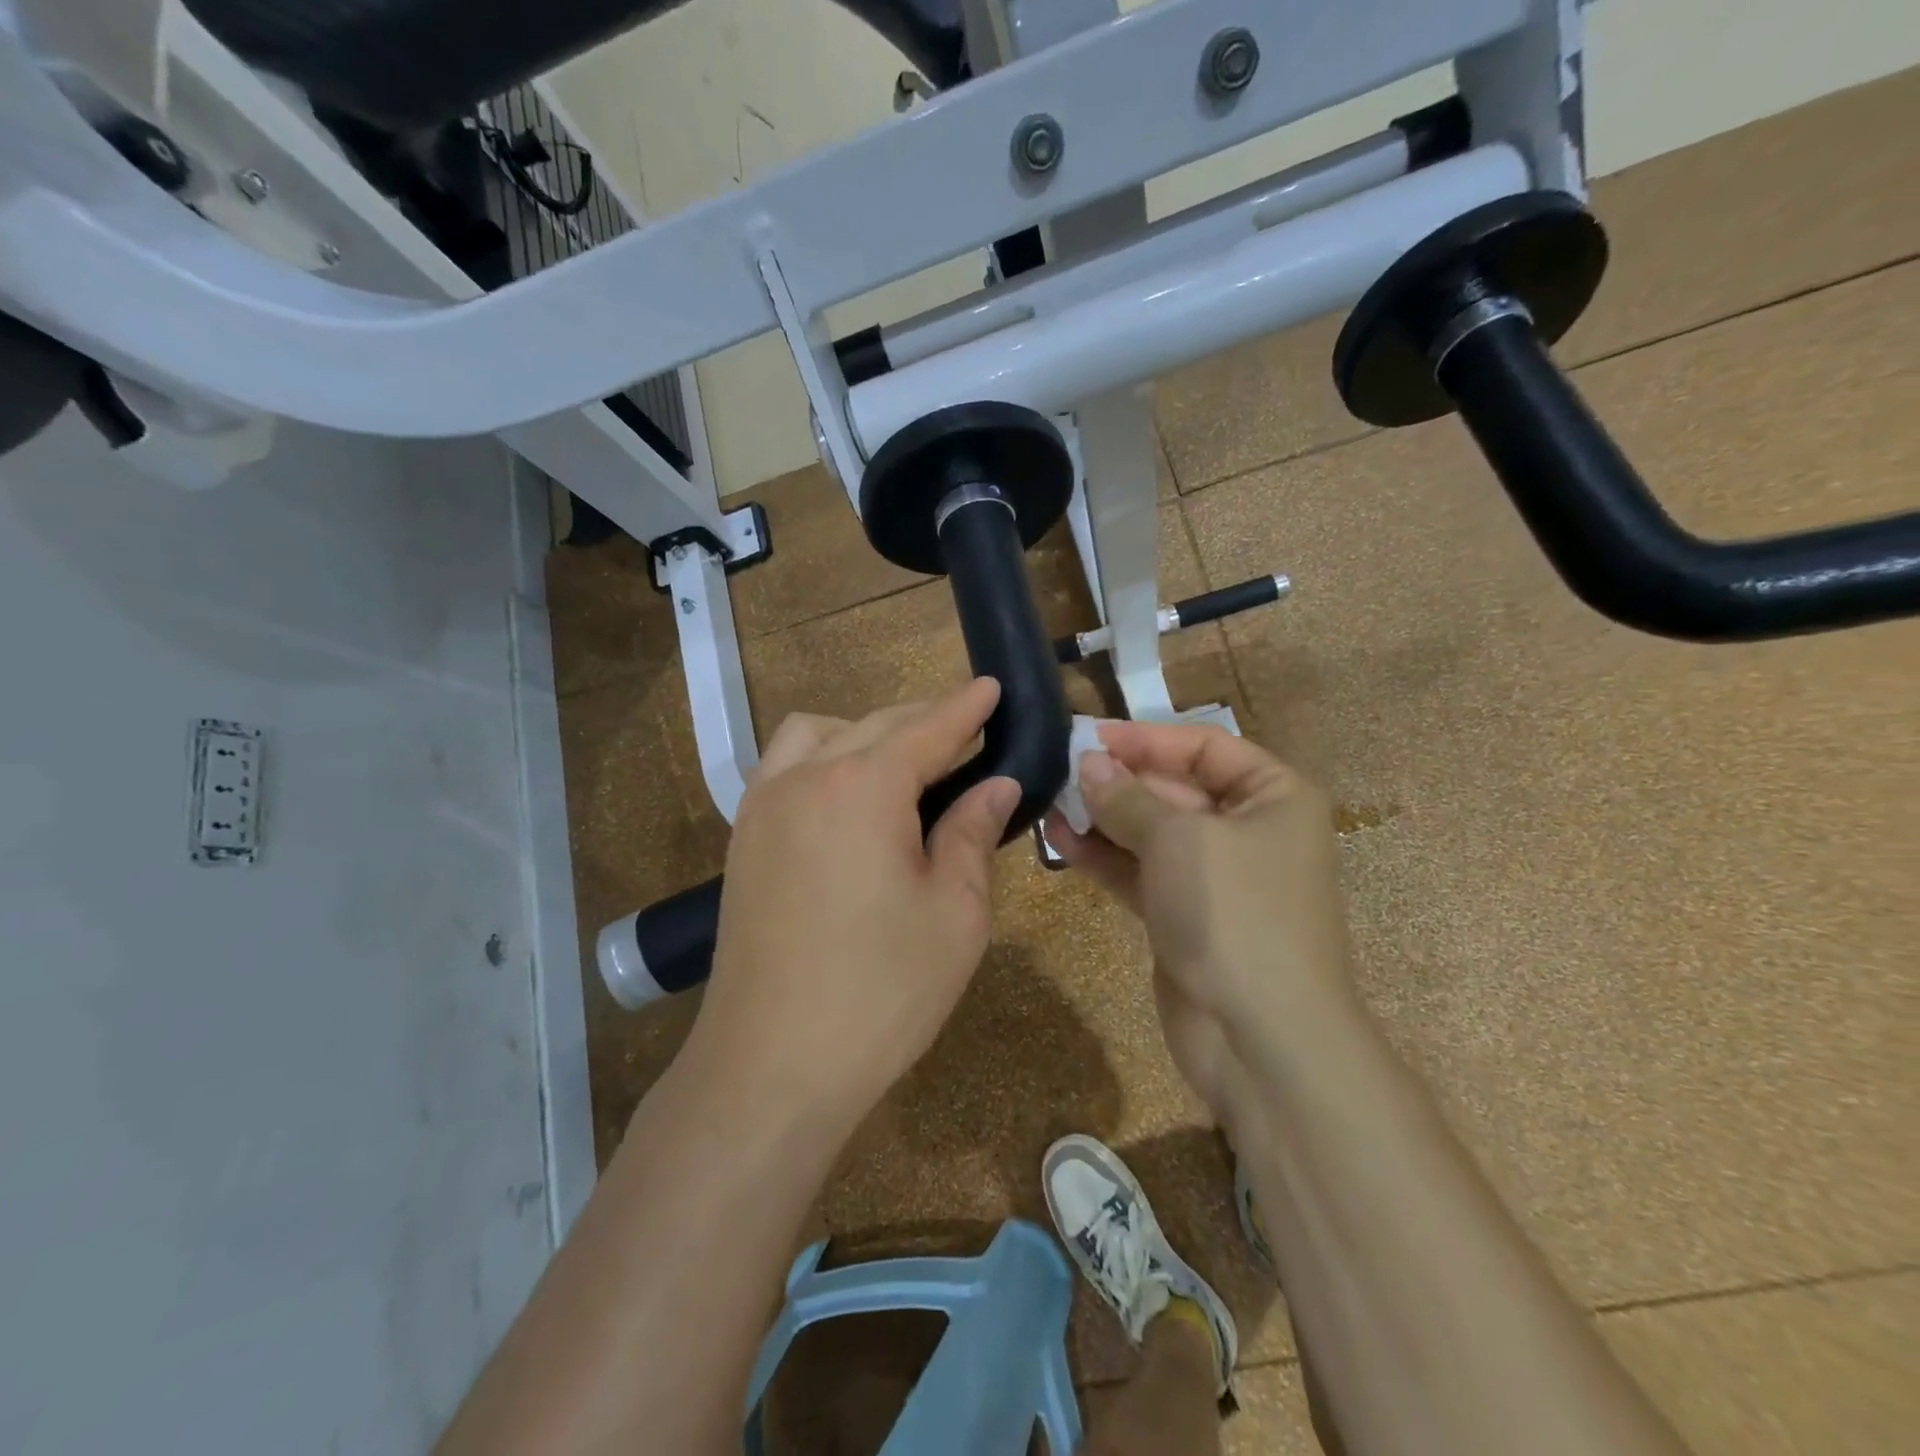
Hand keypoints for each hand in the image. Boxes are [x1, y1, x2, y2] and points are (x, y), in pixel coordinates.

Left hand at [689, 679, 1019, 1128]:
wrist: (771, 1066)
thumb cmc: (881, 992)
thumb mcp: (954, 913)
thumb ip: (971, 834)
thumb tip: (995, 784)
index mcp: (864, 786)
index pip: (928, 728)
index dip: (966, 707)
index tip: (992, 685)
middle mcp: (805, 776)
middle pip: (875, 724)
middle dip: (925, 721)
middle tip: (968, 739)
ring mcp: (763, 805)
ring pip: (818, 734)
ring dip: (865, 734)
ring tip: (902, 769)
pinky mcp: (742, 838)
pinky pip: (784, 767)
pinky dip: (821, 759)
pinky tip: (846, 798)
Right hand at [1043, 722, 1357, 1123]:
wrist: (1262, 1041)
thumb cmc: (1234, 914)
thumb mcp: (1178, 840)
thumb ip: (1127, 797)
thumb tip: (1088, 763)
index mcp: (1273, 797)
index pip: (1204, 746)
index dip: (1146, 738)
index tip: (1089, 736)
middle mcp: (1248, 830)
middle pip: (1173, 787)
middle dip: (1117, 779)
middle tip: (1058, 769)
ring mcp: (1214, 877)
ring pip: (1150, 832)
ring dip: (1102, 817)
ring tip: (1049, 801)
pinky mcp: (1184, 916)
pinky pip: (1139, 871)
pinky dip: (1103, 856)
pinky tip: (1059, 840)